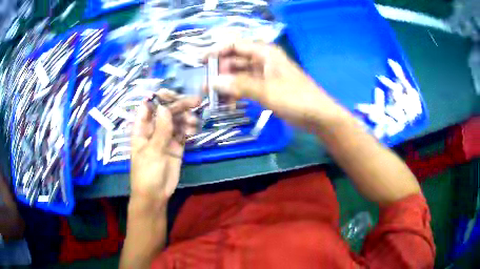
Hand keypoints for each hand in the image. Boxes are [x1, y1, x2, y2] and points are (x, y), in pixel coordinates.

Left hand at [130, 90, 199, 201]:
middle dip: (179, 106)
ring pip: (176, 121)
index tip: (172, 93)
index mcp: (142, 129)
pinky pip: (183, 133)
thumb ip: (160, 129)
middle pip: (166, 112)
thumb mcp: (153, 151)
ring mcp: (165, 137)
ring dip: (186, 118)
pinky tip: (194, 129)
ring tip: (194, 122)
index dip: (159, 98)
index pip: (148, 107)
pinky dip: (189, 129)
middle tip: (195, 101)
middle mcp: (153, 130)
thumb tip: (164, 107)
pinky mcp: (176, 146)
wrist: (156, 194)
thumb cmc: (147, 173)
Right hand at [207, 41, 346, 128]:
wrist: (318, 116)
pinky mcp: (265, 88)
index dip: (217, 51)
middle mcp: (262, 60)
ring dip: (226, 86)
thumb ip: (239, 86)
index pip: (235, 45)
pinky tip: (228, 104)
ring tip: (213, 99)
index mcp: (264, 53)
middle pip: (234, 61)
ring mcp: (263, 75)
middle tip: (205, 88)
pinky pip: (245, 87)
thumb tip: (213, 82)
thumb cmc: (296, 98)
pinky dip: (236, 94)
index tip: (201, 62)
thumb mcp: (266, 91)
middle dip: (219, 73)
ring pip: (238, 76)